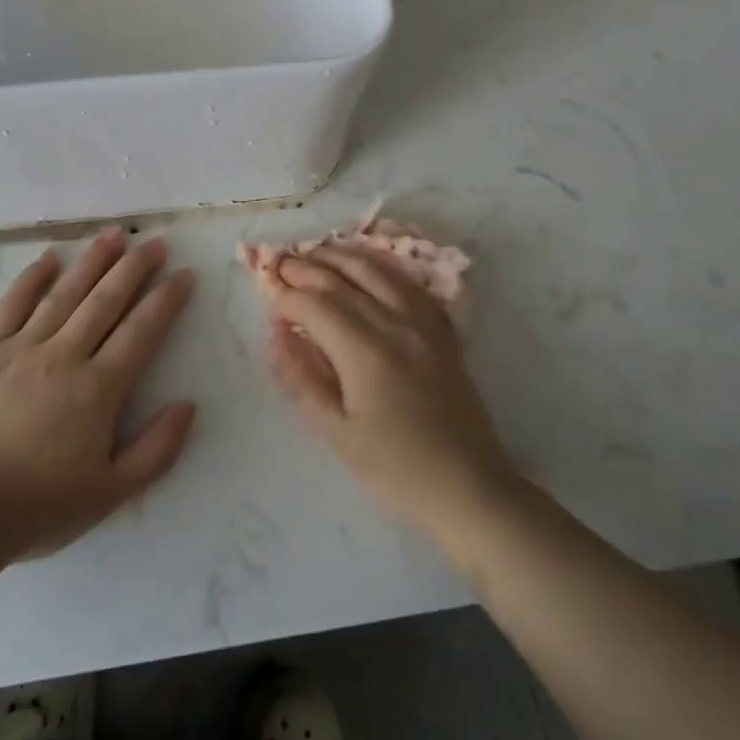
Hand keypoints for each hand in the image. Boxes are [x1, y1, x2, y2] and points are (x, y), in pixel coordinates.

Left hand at [0, 229, 196, 561]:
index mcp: (99, 388)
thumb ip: (157, 449)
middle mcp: (65, 355)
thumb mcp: (113, 493)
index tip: (183, 274)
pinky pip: (11, 305)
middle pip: (106, 300)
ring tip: (114, 234)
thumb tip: (188, 405)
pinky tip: (49, 257)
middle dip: (135, 267)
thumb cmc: (40, 506)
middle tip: (154, 242)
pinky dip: (31, 278)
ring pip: (65, 293)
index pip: (142, 330)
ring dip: (92, 260)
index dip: (166, 299)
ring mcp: (22, 348)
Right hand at [263, 246, 519, 540]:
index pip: (316, 305)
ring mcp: (423, 322)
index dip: (287, 297)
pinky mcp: (441, 330)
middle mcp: (395, 324)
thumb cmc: (397, 470)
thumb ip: (302, 381)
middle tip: (280, 263)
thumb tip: (276, 338)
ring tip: (316, 252)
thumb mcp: (338, 435)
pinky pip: (406, 283)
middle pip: (344, 279)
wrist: (470, 488)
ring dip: (342, 256)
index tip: (269, 302)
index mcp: (365, 351)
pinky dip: (380, 266)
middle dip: (307, 267)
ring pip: (377, 271)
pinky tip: (367, 266)